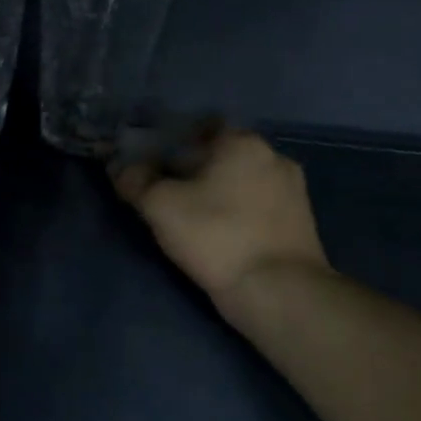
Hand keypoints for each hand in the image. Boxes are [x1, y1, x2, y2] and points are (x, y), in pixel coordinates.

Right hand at [114, 125, 328, 314]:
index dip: (170, 143)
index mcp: (242, 142)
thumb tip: (120, 167)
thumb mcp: (159, 205)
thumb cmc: (216, 235)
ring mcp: (293, 191)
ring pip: (240, 182)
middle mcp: (273, 156)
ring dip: (216, 193)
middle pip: (220, 155)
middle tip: (164, 192)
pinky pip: (256, 206)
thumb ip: (135, 180)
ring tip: (189, 216)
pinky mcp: (300, 223)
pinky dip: (236, 213)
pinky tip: (217, 233)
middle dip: (192, 170)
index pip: (198, 128)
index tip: (150, 164)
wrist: (278, 292)